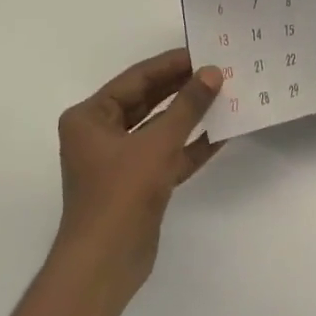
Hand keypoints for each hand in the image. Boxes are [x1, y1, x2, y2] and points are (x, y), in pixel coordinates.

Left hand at [55, 49, 222, 300]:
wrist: (106, 263)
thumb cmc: (121, 193)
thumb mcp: (157, 144)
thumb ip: (187, 107)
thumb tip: (212, 73)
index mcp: (90, 118)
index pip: (135, 80)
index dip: (170, 65)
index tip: (202, 52)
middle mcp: (100, 135)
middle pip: (147, 102)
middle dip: (181, 89)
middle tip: (218, 71)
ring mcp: (119, 162)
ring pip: (159, 129)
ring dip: (189, 116)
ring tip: (225, 97)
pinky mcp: (138, 185)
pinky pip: (166, 156)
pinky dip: (190, 147)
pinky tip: (221, 134)